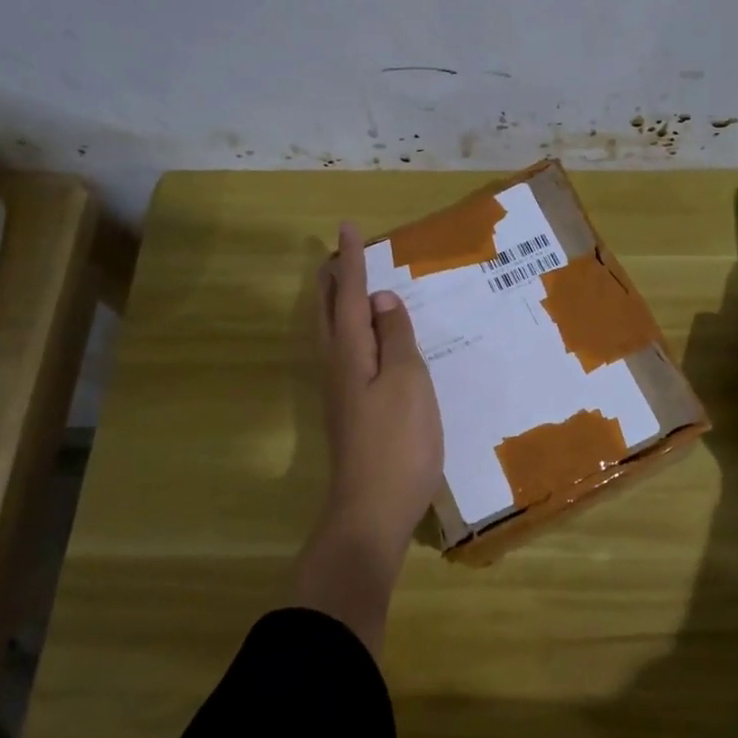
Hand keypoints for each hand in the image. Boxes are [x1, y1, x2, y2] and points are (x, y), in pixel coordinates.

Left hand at [290, 221, 442, 652]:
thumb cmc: (398, 442)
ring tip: (348, 286)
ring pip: (334, 334)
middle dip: (334, 280)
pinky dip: (351, 331)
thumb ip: (396, 338)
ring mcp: (340, 392)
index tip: (346, 228)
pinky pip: (346, 353)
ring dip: (337, 304)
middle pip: (330, 313)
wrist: (372, 509)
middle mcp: (337, 367)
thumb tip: (382, 301)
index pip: (350, 295)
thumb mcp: (407, 382)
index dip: (351, 262)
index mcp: (351, 353)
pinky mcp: (350, 412)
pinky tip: (367, 341)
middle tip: (340, 253)